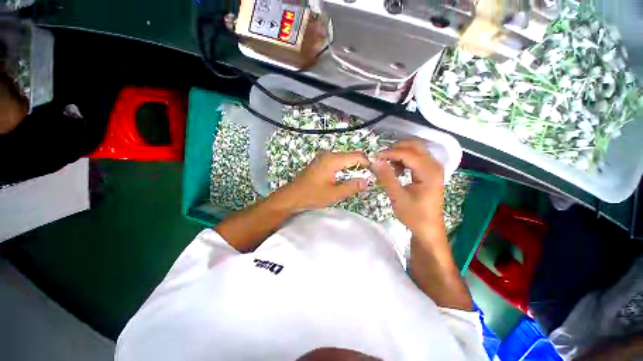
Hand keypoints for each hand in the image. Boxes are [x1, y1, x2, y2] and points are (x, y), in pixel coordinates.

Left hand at [280, 151, 370, 210]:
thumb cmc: (312, 195)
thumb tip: (367, 181)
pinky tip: (346, 178)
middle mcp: (329, 154)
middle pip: (351, 156)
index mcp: (333, 159)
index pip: (357, 156)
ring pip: (344, 159)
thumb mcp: (334, 194)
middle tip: (369, 178)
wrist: (292, 196)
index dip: (368, 163)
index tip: (375, 173)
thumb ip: (352, 186)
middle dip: (361, 166)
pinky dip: (345, 169)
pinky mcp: (321, 162)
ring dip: (353, 168)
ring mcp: (324, 157)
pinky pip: (337, 162)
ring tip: (359, 180)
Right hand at [370, 139, 444, 235]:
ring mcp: (434, 168)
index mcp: (429, 172)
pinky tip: (397, 170)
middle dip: (396, 148)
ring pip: (416, 150)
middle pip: (414, 146)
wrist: (428, 229)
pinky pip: (417, 158)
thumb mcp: (397, 196)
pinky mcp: (430, 173)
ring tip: (387, 165)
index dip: (389, 153)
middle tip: (381, 157)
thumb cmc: (414, 215)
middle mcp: (434, 166)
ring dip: (400, 153)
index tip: (374, 157)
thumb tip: (376, 161)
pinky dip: (405, 159)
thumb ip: (387, 177)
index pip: (407, 153)